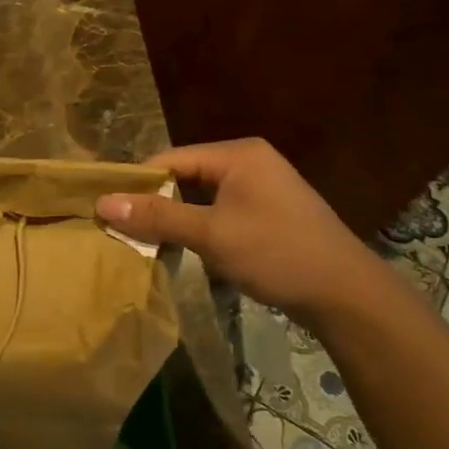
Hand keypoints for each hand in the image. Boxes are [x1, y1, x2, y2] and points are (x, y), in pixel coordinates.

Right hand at [96, 139, 382, 320]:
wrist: (346, 294)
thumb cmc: (276, 253)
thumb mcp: (211, 234)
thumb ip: (157, 216)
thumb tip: (102, 203)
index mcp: (238, 154)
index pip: (170, 159)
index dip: (137, 183)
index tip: (108, 210)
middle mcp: (249, 161)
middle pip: (185, 175)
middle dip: (155, 202)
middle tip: (124, 229)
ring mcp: (261, 188)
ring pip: (201, 196)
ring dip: (176, 218)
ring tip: (146, 241)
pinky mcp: (267, 213)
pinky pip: (219, 211)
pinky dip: (199, 227)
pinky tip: (184, 248)